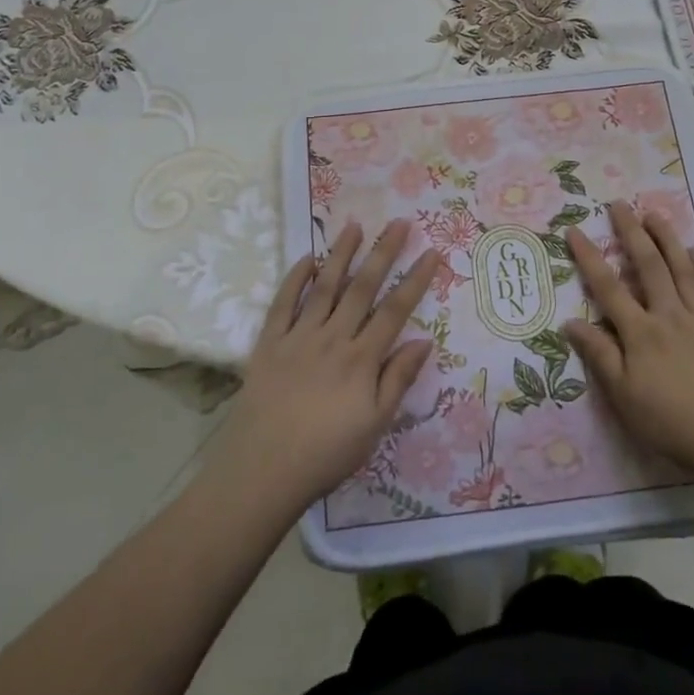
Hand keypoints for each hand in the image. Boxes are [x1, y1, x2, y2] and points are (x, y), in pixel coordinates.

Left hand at [207, 220, 439, 519]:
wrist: (262, 471)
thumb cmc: (326, 454)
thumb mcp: (374, 425)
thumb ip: (398, 380)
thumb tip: (424, 340)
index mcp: (361, 359)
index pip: (395, 310)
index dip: (416, 280)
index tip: (431, 252)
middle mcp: (333, 338)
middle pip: (363, 288)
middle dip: (383, 253)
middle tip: (399, 223)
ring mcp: (298, 337)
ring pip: (325, 286)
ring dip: (341, 254)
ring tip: (355, 225)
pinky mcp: (269, 343)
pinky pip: (283, 303)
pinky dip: (295, 278)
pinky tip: (307, 259)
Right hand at [562, 201, 693, 483]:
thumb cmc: (674, 423)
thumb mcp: (625, 397)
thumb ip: (599, 356)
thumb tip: (570, 322)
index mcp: (640, 332)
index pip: (608, 287)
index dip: (589, 257)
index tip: (574, 230)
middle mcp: (670, 315)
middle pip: (648, 265)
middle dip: (631, 232)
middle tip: (620, 204)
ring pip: (683, 269)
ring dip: (667, 239)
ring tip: (655, 214)